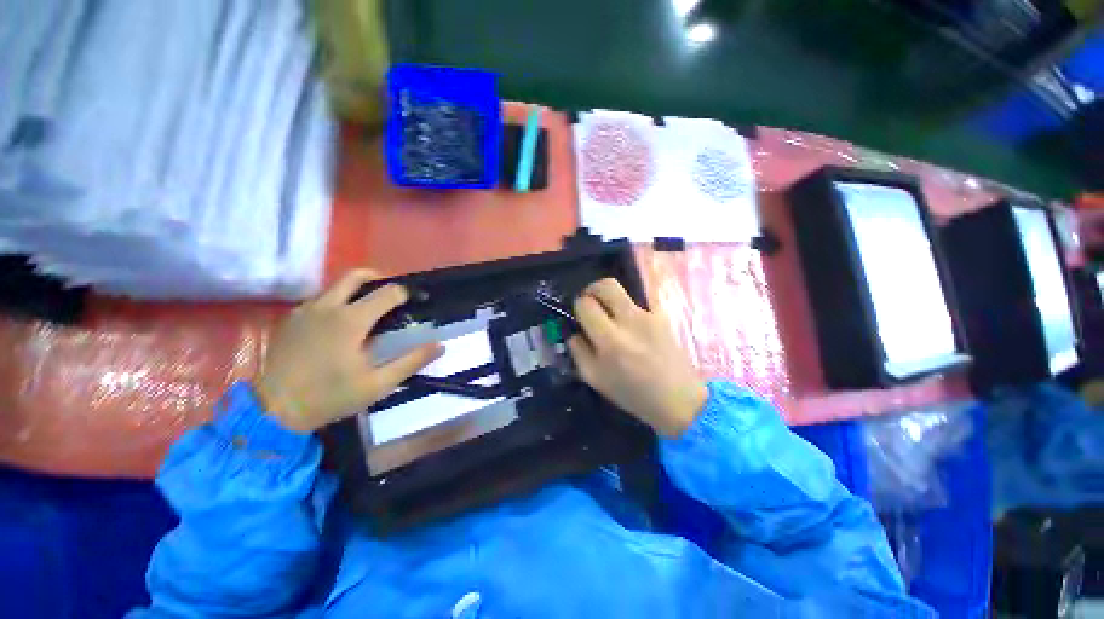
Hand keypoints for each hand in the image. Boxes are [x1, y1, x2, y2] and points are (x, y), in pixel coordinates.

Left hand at [255, 270, 443, 433]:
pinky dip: (337, 301)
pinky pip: (319, 299)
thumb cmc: (330, 396)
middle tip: (392, 294)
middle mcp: (327, 306)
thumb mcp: (378, 384)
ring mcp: (305, 310)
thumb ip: (411, 362)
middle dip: (379, 278)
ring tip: (369, 310)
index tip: (416, 299)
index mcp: (351, 320)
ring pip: (335, 286)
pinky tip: (340, 324)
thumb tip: (440, 345)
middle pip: (356, 275)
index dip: (406, 293)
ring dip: (356, 291)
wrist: (272, 410)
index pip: (387, 293)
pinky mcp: (291, 319)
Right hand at [567, 279, 707, 437]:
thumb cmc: (632, 394)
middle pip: (606, 284)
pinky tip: (631, 327)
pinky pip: (638, 303)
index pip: (585, 303)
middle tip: (591, 304)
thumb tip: (574, 331)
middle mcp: (629, 320)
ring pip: (623, 292)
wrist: (678, 399)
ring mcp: (649, 315)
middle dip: (592, 290)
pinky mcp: (662, 316)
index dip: (579, 306)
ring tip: (611, 319)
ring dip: (610, 300)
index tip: (581, 316)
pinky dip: (627, 310)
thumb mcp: (594, 379)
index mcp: (609, 338)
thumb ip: (578, 350)